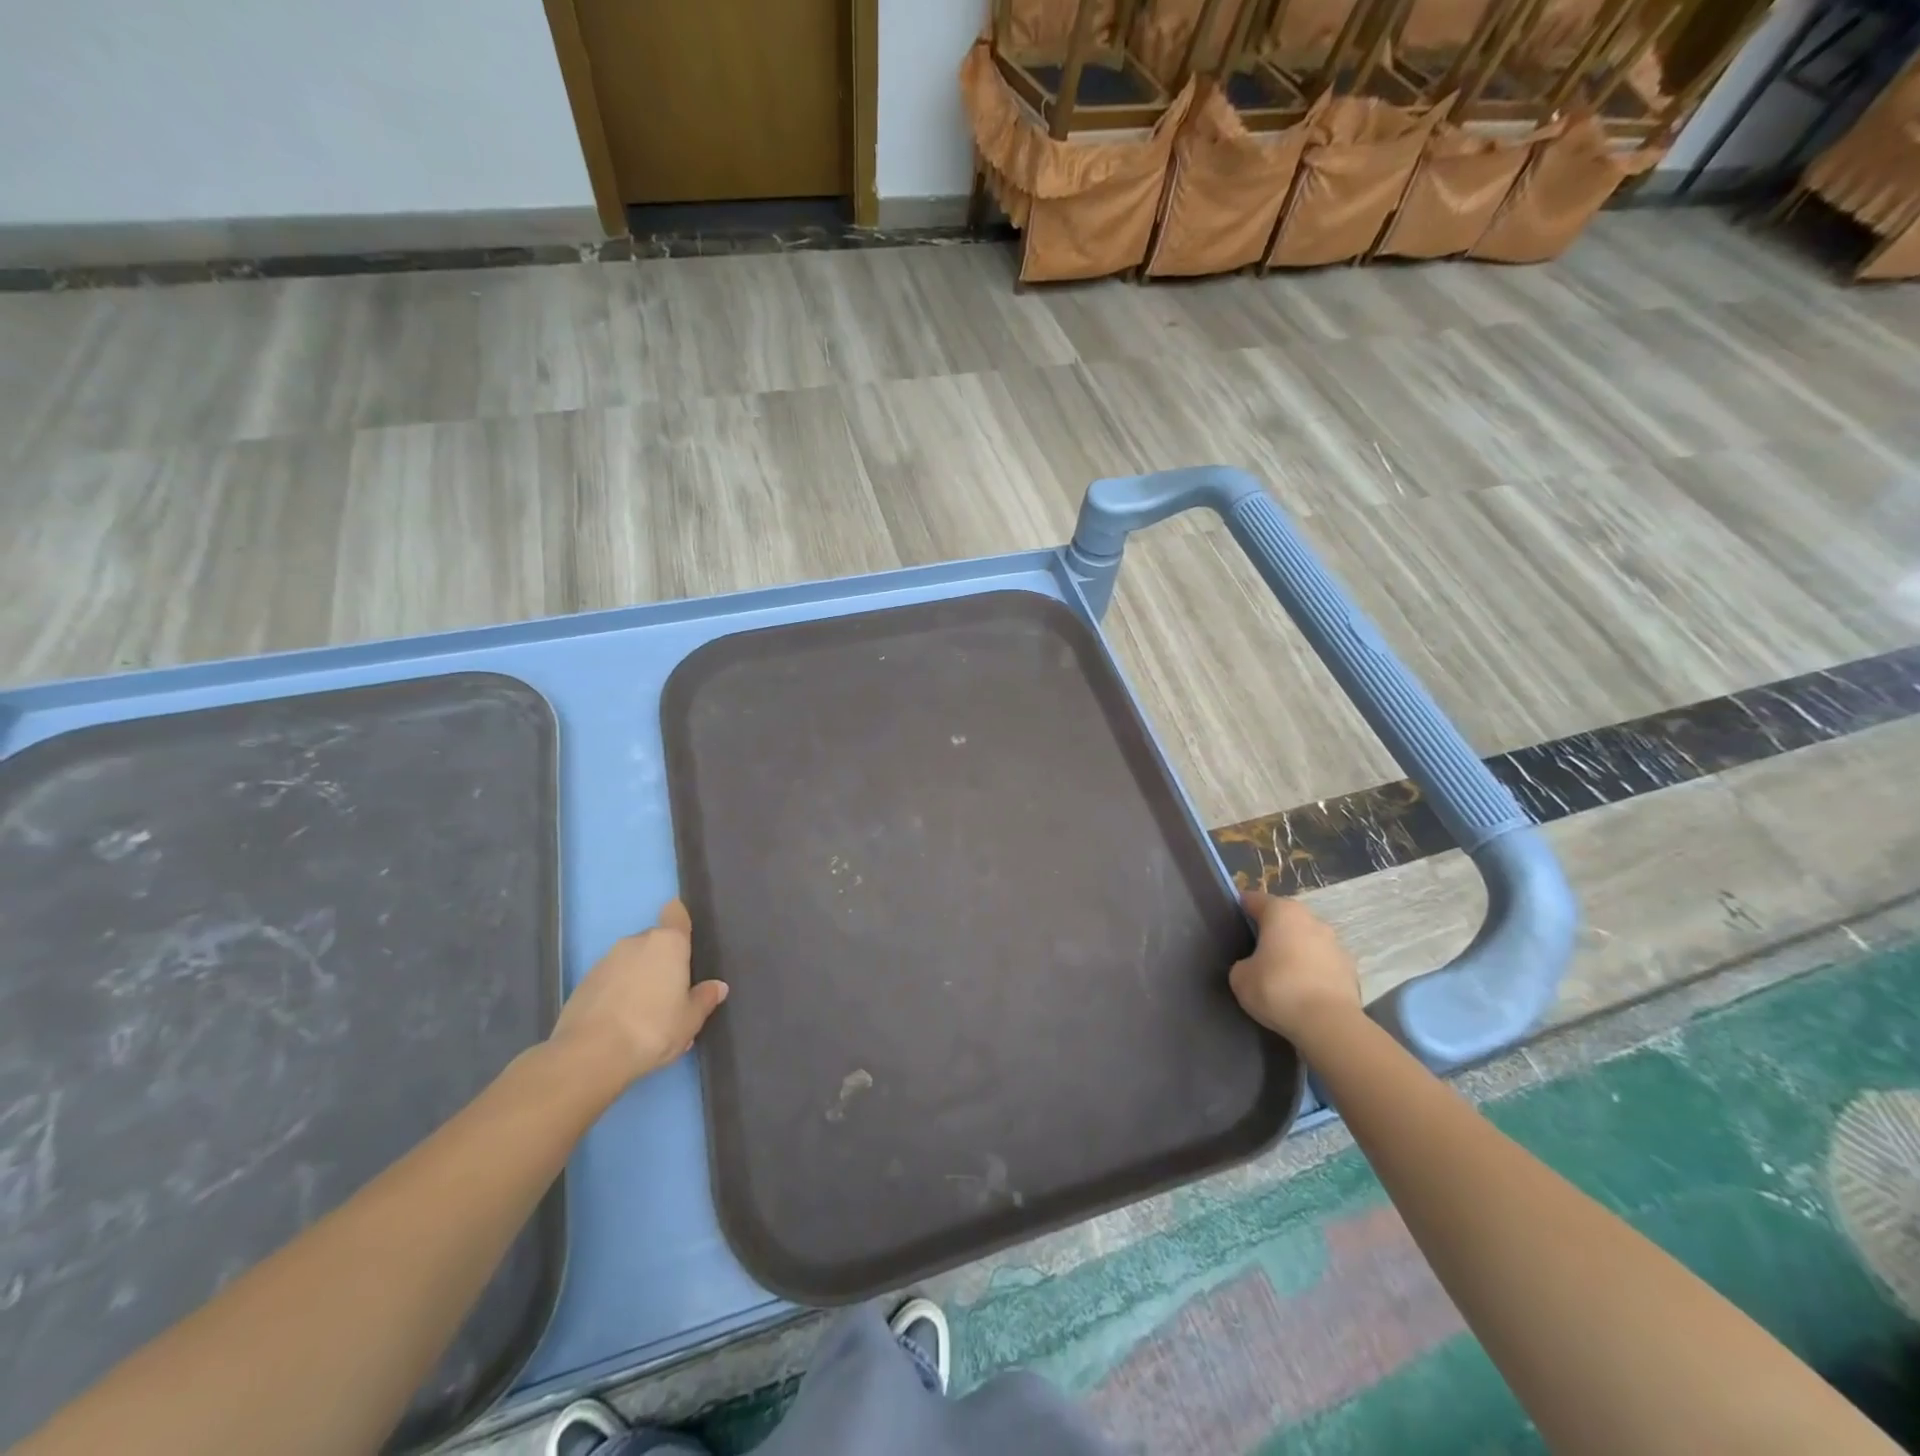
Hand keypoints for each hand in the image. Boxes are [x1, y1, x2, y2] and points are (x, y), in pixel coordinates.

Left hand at [548, 899, 727, 1092]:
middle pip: (654, 941)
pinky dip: (617, 993)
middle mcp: (636, 942)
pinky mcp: (583, 983)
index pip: (675, 913)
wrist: (590, 1054)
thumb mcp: (690, 1020)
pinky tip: (621, 1023)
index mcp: (668, 943)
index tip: (685, 939)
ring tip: (644, 1014)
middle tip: (671, 993)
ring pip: (630, 961)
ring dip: (638, 978)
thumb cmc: (653, 1028)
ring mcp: (605, 961)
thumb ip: (705, 999)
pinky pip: (609, 980)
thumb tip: (717, 987)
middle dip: (662, 960)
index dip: (680, 920)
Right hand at [1228, 890, 1361, 1041]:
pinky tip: (1303, 992)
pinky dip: (1312, 971)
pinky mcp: (1351, 968)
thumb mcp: (1240, 977)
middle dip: (1271, 931)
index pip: (1254, 900)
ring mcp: (1335, 943)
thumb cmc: (1277, 989)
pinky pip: (1323, 963)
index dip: (1240, 910)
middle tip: (1255, 952)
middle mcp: (1311, 919)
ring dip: (1294, 950)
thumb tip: (1252, 966)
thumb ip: (1243, 963)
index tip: (1231, 925)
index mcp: (1281, 912)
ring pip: (1306, 939)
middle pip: (1284, 918)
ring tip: (1282, 976)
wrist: (1329, 1024)